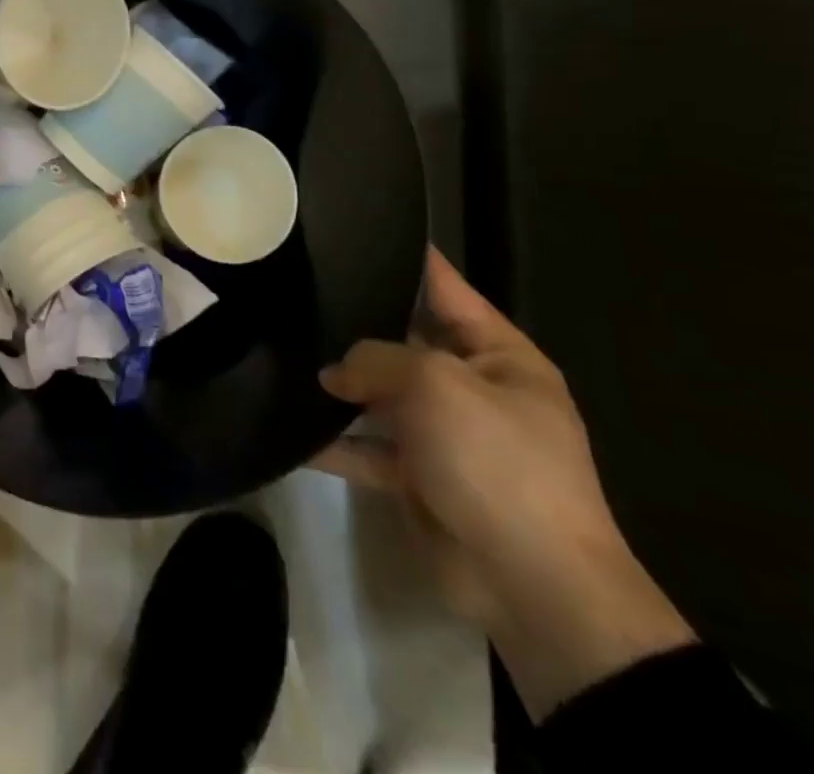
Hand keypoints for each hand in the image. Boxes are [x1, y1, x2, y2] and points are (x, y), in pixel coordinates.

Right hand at [311, 248, 693, 719]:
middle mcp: (472, 389)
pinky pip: (366, 449)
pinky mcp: (418, 478)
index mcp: (500, 357)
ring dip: (338, 385)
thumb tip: (335, 373)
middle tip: (298, 292)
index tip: (359, 230)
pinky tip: (288, 427)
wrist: (533, 584)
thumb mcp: (436, 385)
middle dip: (356, 324)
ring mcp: (444, 435)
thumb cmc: (496, 460)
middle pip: (405, 341)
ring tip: (280, 352)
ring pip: (380, 395)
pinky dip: (333, 442)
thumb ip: (377, 359)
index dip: (409, 259)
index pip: (447, 289)